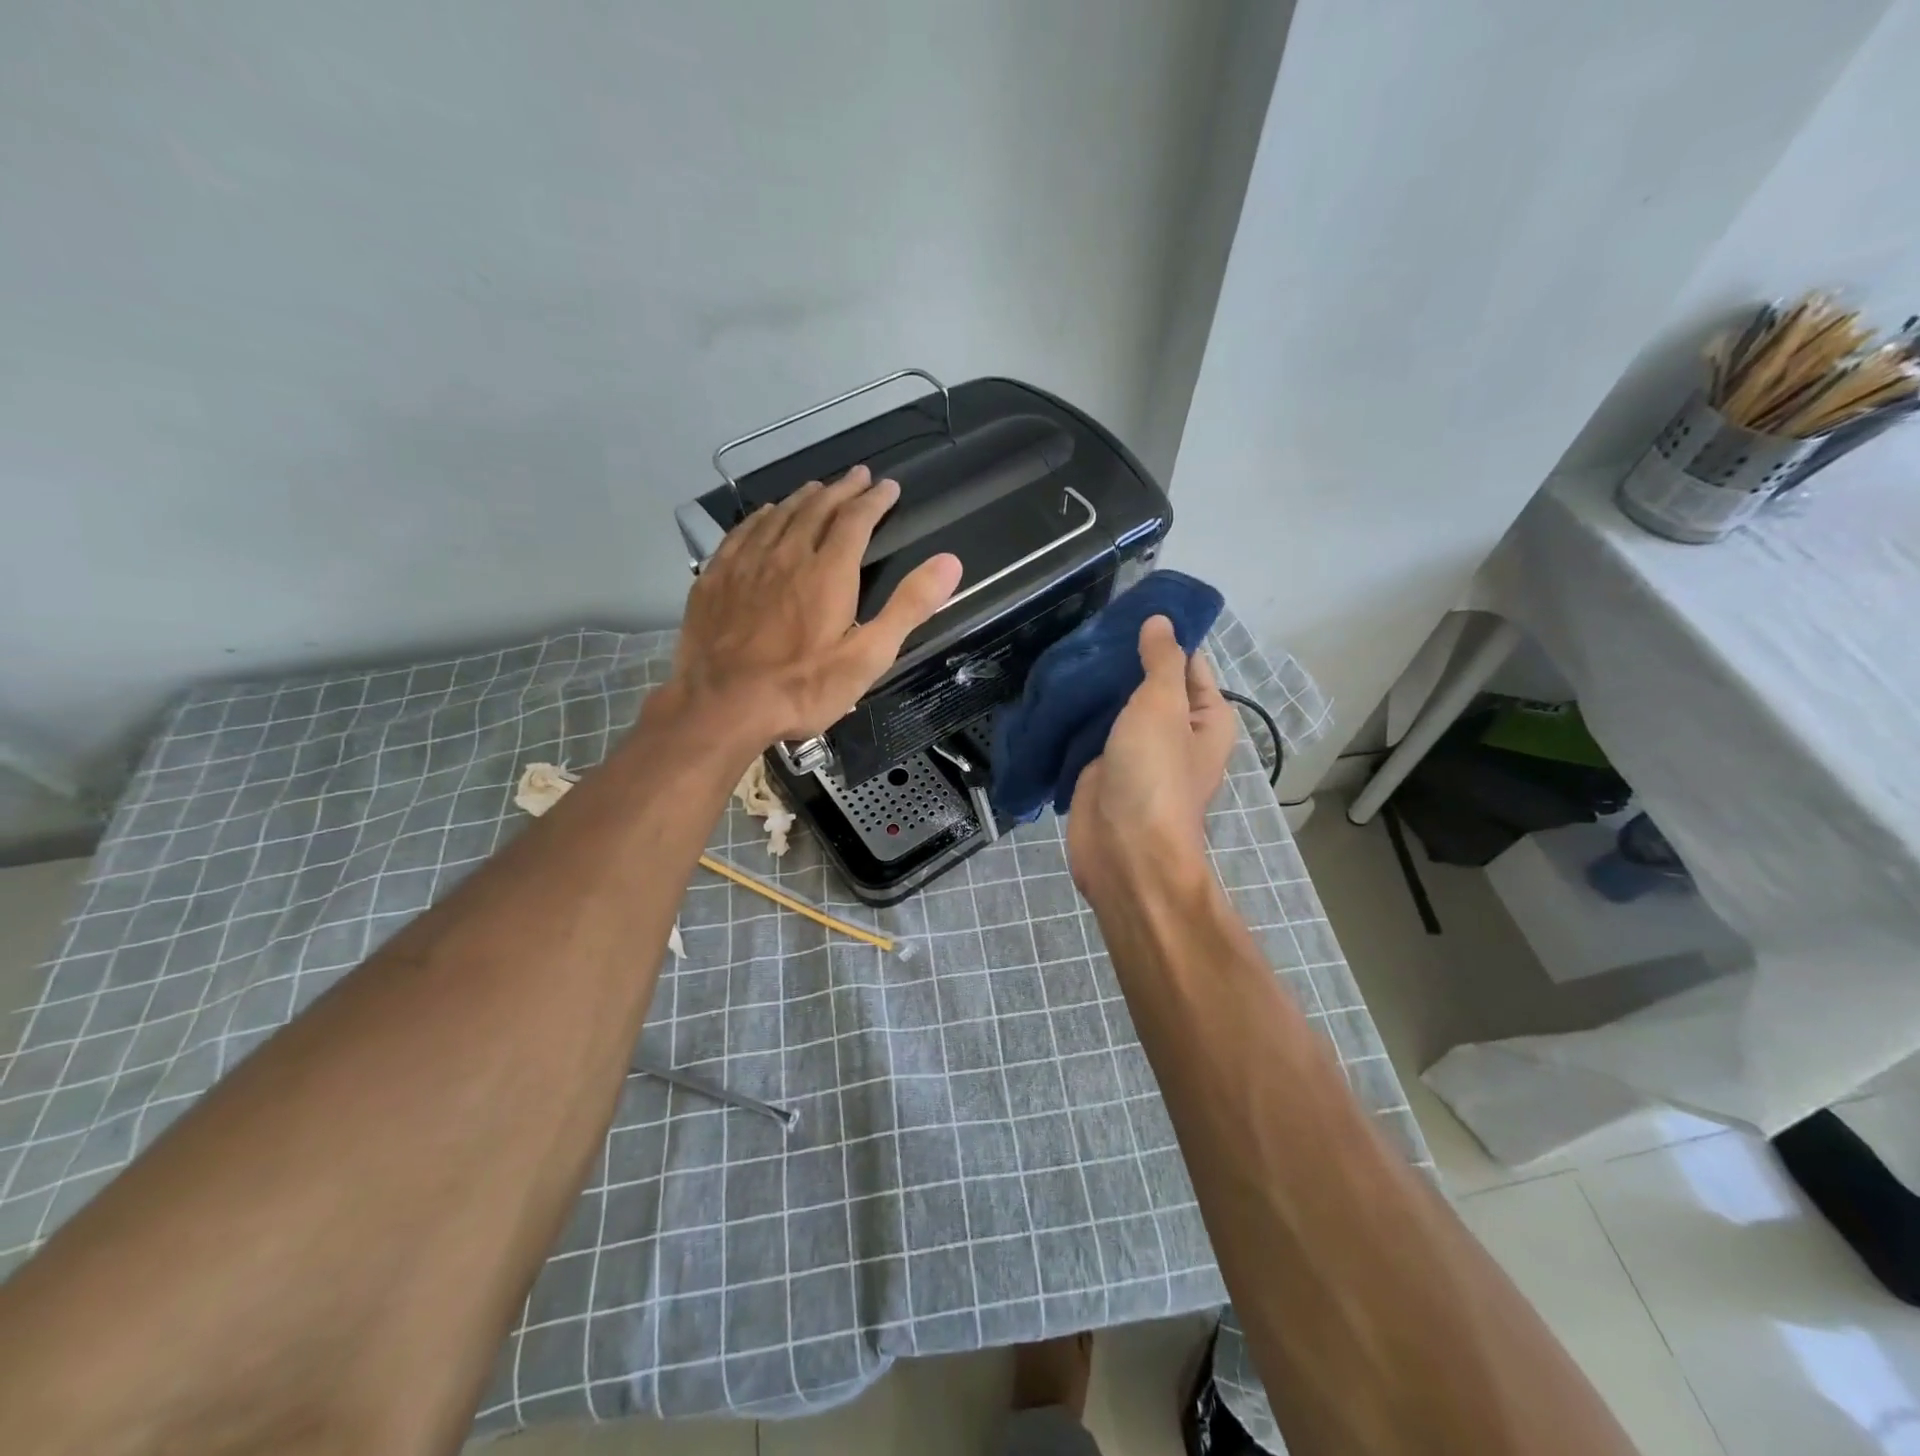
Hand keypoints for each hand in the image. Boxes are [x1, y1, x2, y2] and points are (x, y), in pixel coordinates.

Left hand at [667, 465, 962, 747]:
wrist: (723, 705)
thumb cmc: (803, 688)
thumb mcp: (869, 656)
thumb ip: (909, 607)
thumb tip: (949, 563)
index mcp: (828, 572)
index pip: (856, 520)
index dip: (875, 500)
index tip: (888, 487)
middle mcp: (787, 555)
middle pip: (817, 509)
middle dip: (842, 489)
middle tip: (858, 476)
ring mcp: (746, 564)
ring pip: (779, 516)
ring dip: (803, 498)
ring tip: (817, 488)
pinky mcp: (714, 578)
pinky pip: (742, 532)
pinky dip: (761, 517)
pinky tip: (765, 516)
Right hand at [1066, 615, 1235, 902]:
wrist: (1124, 851)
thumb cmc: (1154, 775)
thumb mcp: (1163, 706)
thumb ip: (1162, 661)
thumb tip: (1161, 622)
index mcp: (1207, 717)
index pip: (1188, 663)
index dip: (1162, 637)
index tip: (1125, 610)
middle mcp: (1176, 733)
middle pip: (1149, 684)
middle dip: (1121, 661)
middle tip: (1085, 630)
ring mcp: (1138, 752)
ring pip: (1116, 708)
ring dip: (1096, 689)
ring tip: (1066, 654)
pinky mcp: (1104, 769)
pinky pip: (1092, 733)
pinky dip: (1078, 716)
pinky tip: (1055, 691)